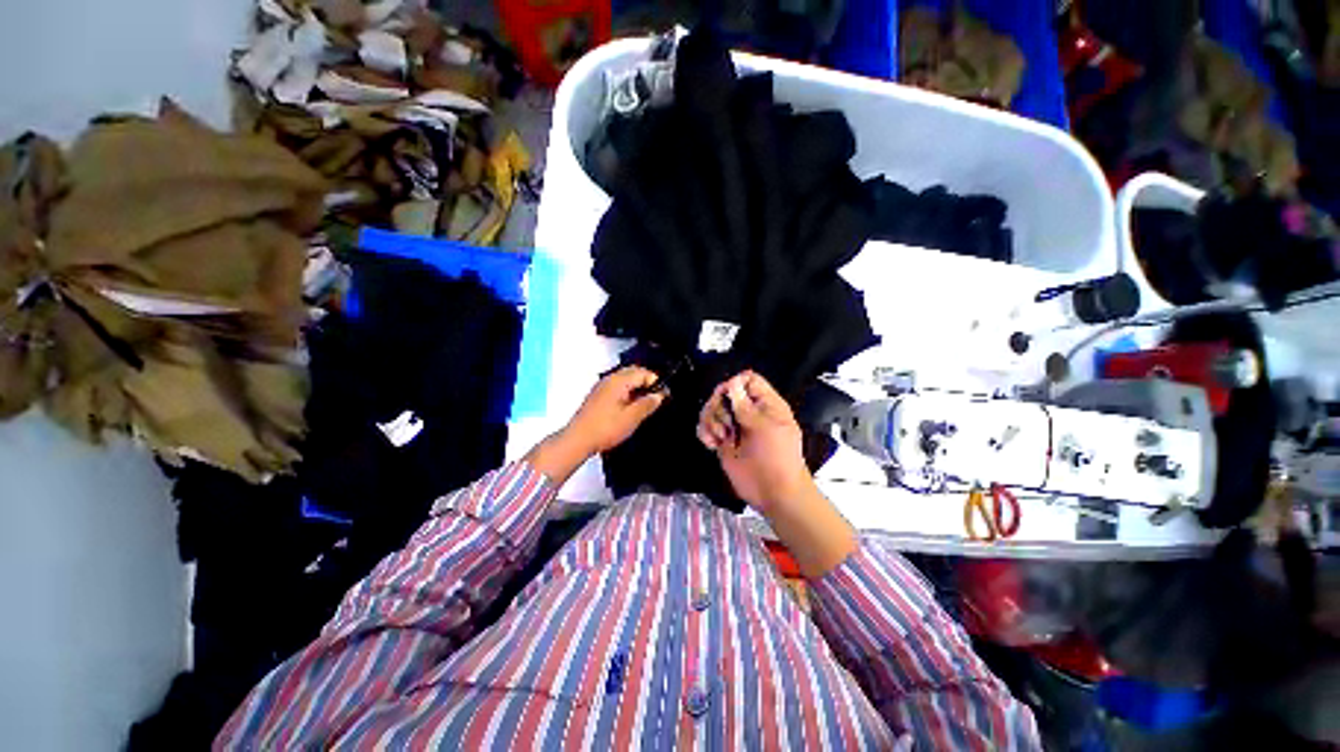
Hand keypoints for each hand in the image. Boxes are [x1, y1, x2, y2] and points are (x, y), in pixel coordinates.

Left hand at [565, 366, 666, 454]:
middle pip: (633, 373)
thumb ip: (648, 404)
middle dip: (646, 384)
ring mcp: (601, 387)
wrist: (578, 440)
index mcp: (619, 381)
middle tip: (655, 399)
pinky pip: (616, 388)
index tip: (663, 396)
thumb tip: (659, 395)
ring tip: (643, 406)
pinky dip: (626, 394)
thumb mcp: (632, 417)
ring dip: (636, 389)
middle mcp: (609, 379)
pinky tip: (629, 409)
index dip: (656, 383)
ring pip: (625, 380)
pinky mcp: (597, 397)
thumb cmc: (603, 428)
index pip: (643, 372)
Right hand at [696, 371, 814, 514]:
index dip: (735, 384)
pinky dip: (704, 432)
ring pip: (712, 409)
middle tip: (726, 424)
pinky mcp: (723, 441)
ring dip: (710, 420)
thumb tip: (732, 383)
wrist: (774, 492)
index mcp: (765, 404)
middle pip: (724, 392)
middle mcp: (748, 412)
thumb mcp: (766, 428)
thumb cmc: (777, 457)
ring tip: (720, 436)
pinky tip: (711, 444)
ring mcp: (734, 427)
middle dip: (719, 405)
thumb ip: (746, 406)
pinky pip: (705, 428)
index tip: (728, 398)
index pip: (748, 380)